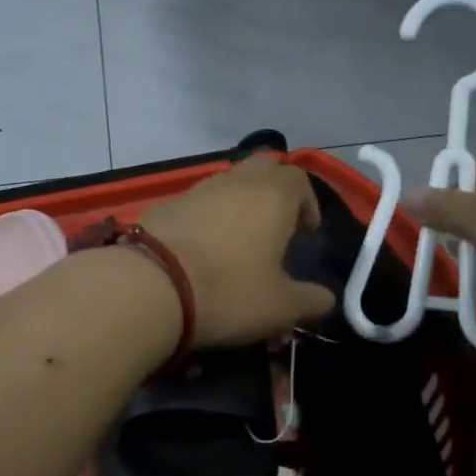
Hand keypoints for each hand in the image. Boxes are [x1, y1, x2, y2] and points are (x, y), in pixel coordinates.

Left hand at [142, 154, 335, 347]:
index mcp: (273, 196)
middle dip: (275, 191)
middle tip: (276, 226)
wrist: (149, 287)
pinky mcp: (165, 205)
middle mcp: (237, 182)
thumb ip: (310, 301)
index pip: (299, 180)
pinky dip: (207, 219)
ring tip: (239, 243)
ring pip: (228, 184)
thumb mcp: (281, 307)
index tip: (307, 232)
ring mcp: (197, 190)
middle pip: (264, 168)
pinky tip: (201, 252)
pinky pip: (198, 204)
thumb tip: (326, 300)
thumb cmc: (229, 291)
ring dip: (239, 204)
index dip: (308, 203)